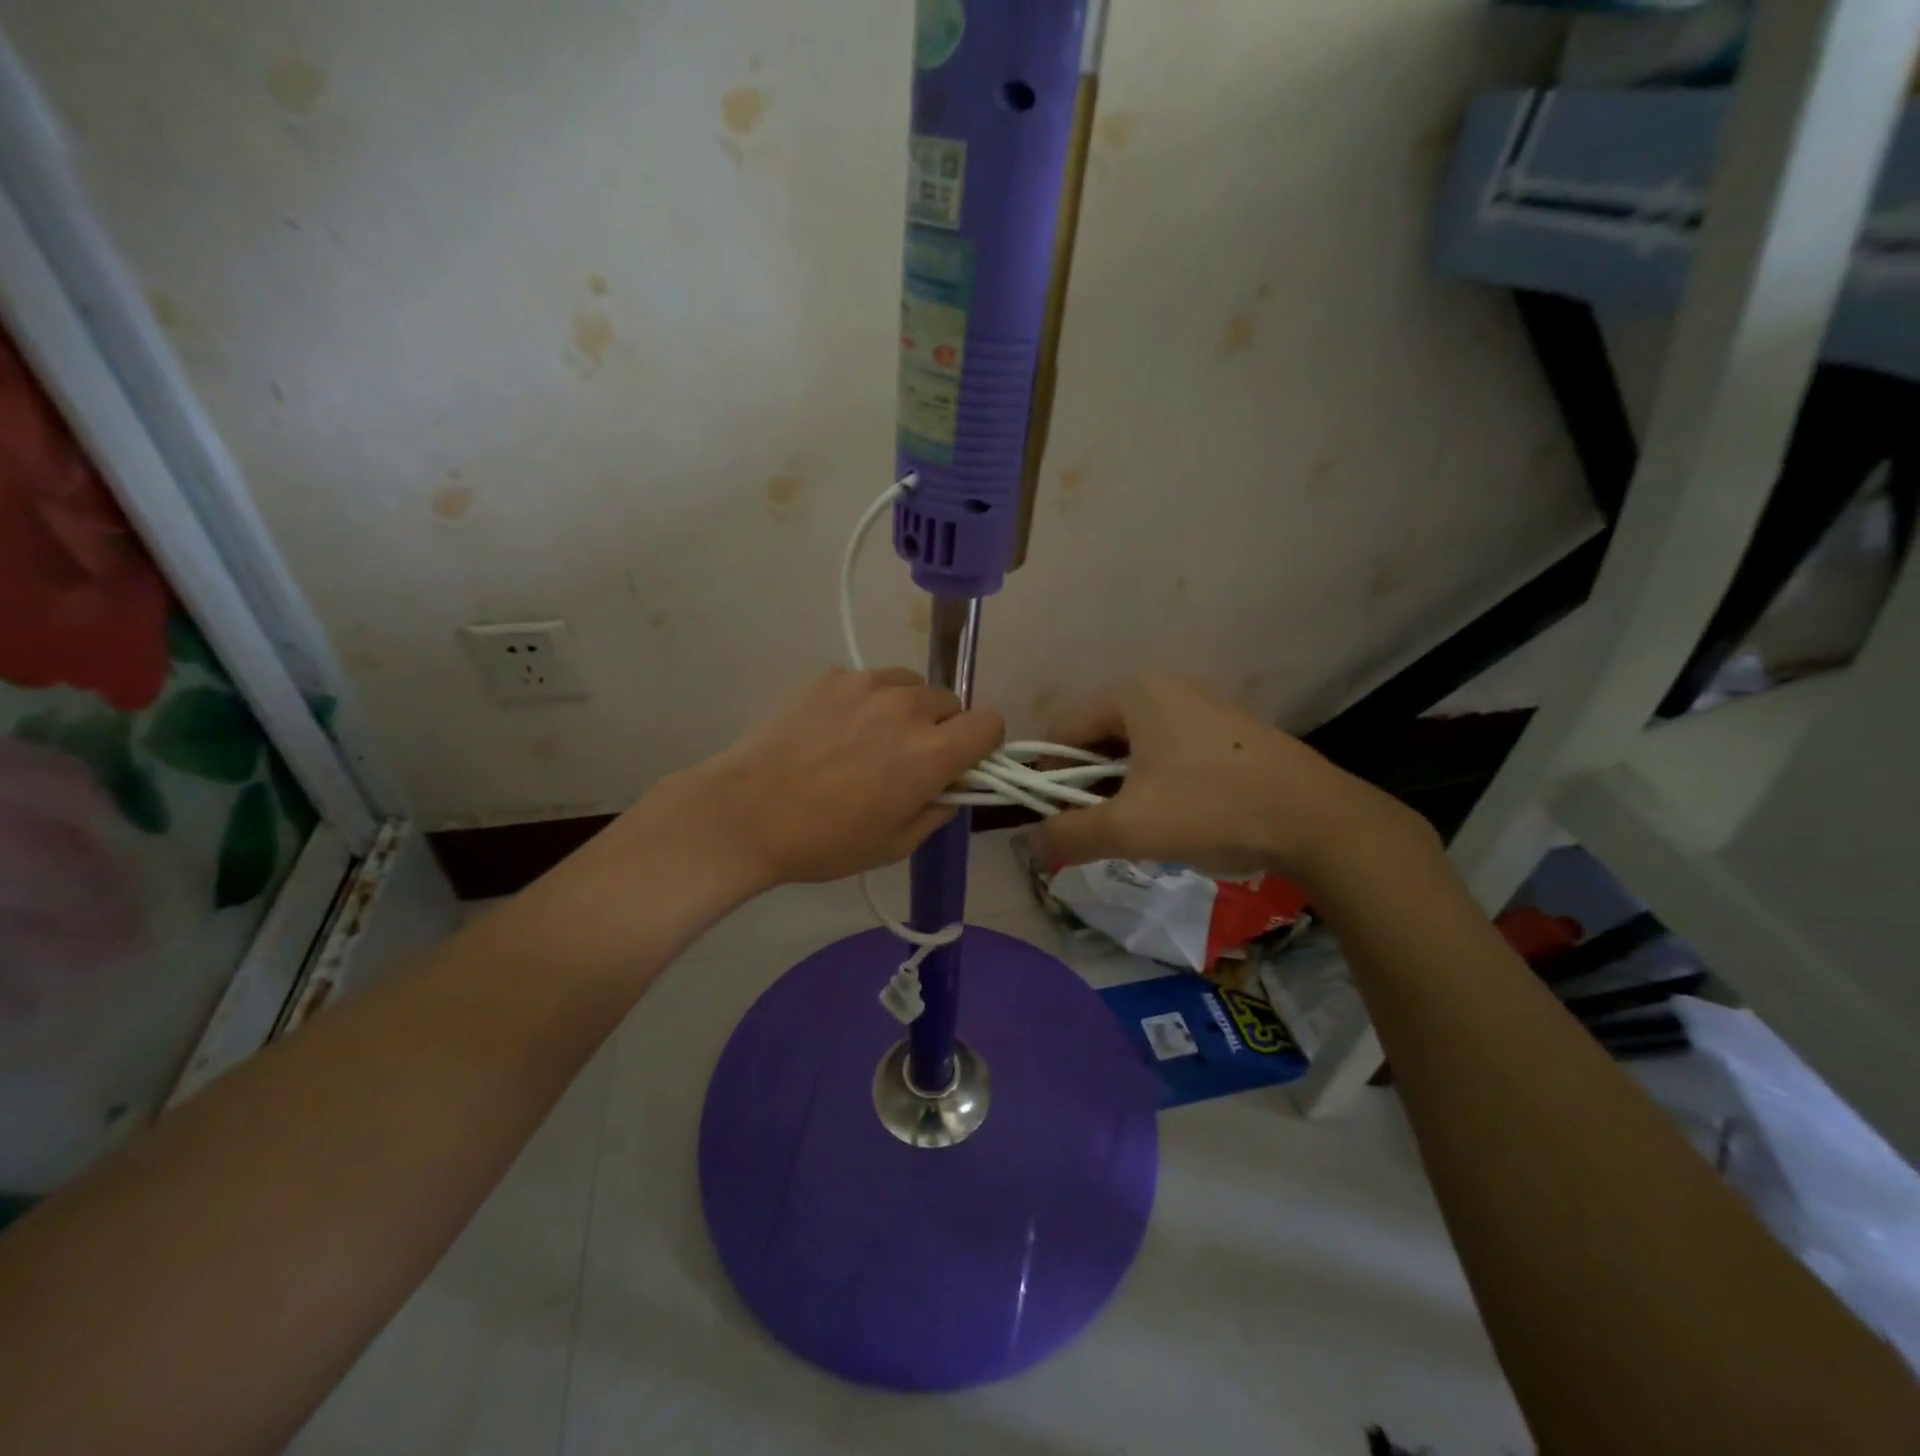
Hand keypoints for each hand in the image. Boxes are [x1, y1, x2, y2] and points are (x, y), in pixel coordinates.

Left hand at [658, 667, 1003, 890]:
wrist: (744, 813)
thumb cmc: (824, 841)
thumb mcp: (894, 846)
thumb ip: (937, 811)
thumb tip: (952, 788)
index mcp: (931, 752)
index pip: (990, 722)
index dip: (983, 743)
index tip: (962, 762)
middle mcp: (906, 706)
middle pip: (950, 702)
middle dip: (940, 728)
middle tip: (907, 757)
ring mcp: (865, 684)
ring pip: (909, 685)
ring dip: (905, 709)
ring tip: (868, 739)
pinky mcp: (829, 676)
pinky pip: (866, 682)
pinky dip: (863, 702)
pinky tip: (831, 731)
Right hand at [1030, 675, 1425, 885]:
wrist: (1317, 820)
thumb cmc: (1211, 808)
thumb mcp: (1130, 828)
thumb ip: (1069, 835)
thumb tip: (1030, 844)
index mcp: (1133, 693)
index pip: (1063, 731)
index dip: (1047, 776)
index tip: (1052, 819)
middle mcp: (1164, 688)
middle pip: (1098, 740)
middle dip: (1088, 786)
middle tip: (1096, 829)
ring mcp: (1201, 707)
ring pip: (1134, 751)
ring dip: (1122, 789)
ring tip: (1137, 829)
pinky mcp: (1228, 733)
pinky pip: (1169, 755)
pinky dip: (1156, 785)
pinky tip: (1176, 819)